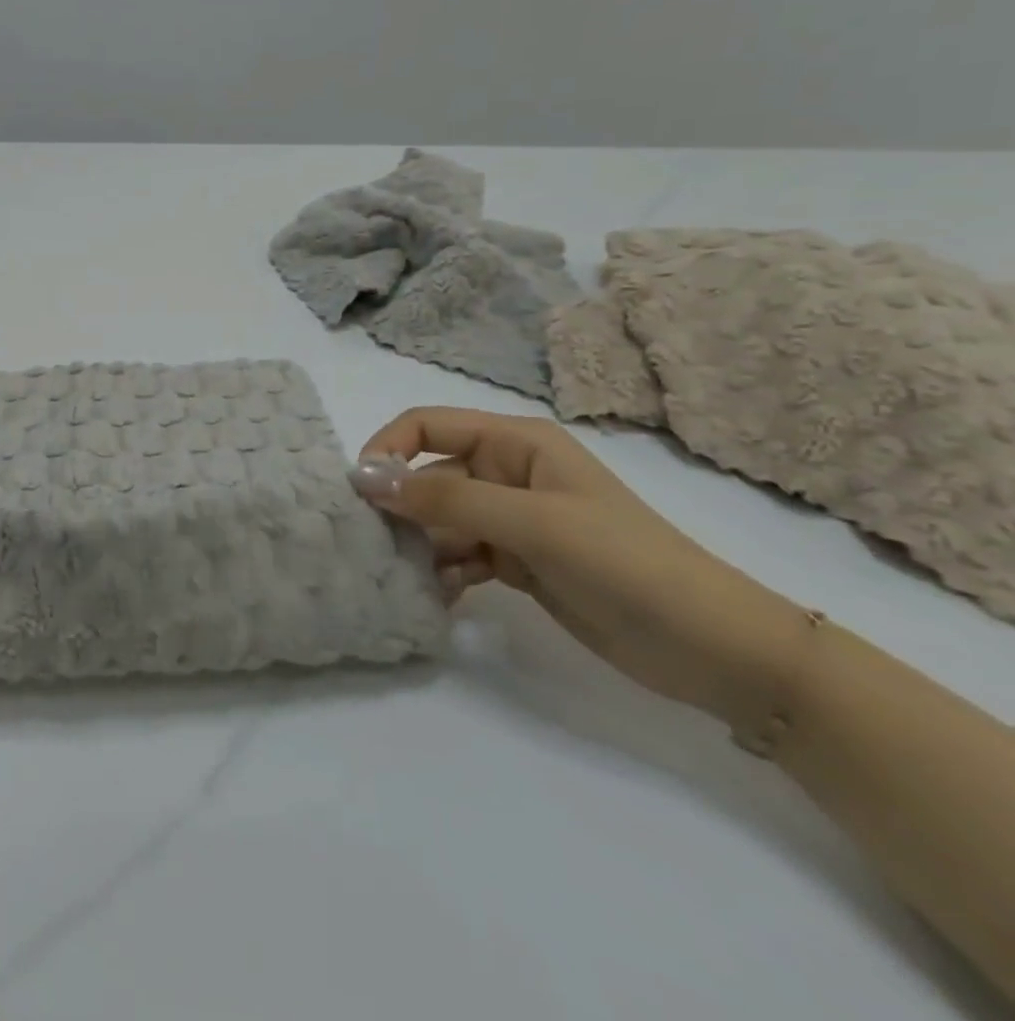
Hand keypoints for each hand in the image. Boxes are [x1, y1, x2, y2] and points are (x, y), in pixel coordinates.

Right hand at [353, 408, 804, 732]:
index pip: (427, 426)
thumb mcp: (533, 522)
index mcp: (515, 443)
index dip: (389, 448)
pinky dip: (443, 571)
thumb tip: (367, 479)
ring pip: (439, 520)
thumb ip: (447, 498)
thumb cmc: (626, 563)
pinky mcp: (516, 561)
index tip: (360, 492)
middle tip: (380, 547)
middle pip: (428, 477)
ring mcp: (512, 520)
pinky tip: (441, 596)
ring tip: (414, 578)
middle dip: (403, 508)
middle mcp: (507, 473)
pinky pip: (459, 554)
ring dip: (421, 545)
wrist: (715, 650)